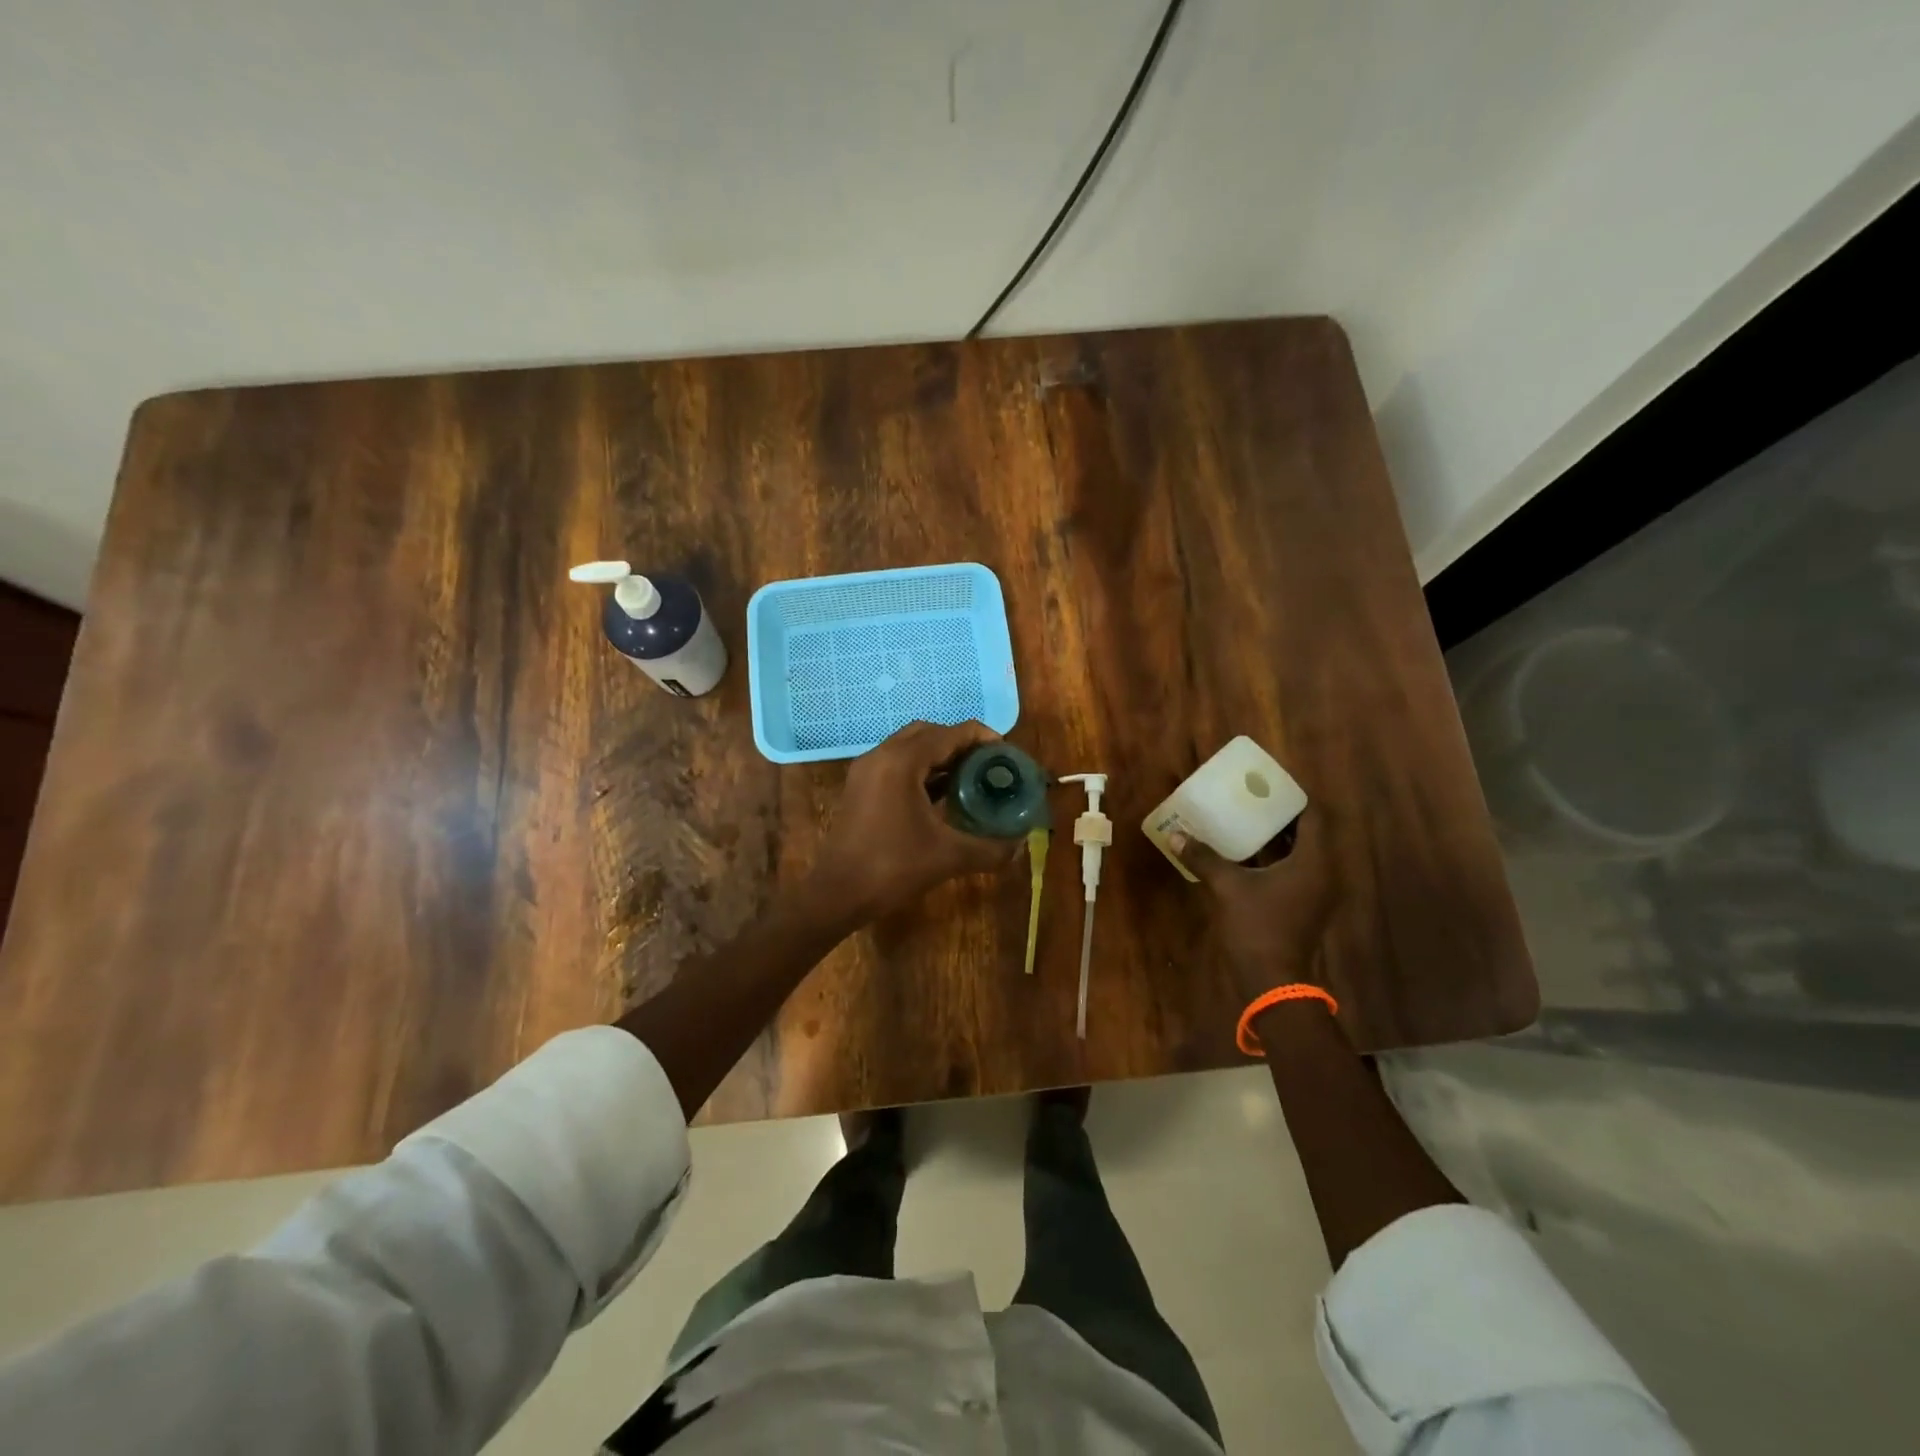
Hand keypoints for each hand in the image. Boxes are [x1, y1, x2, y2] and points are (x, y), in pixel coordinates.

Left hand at [806, 720, 1022, 925]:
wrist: (837, 893)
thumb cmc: (892, 867)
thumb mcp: (948, 857)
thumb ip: (990, 848)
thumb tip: (1020, 845)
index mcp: (903, 761)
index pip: (951, 733)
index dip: (983, 738)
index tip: (1006, 755)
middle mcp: (882, 755)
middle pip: (929, 732)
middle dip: (961, 744)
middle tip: (988, 765)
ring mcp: (867, 770)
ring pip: (911, 747)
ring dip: (941, 756)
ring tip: (971, 778)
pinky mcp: (860, 786)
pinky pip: (897, 764)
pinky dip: (922, 770)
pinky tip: (942, 795)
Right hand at [1172, 813, 1339, 1005]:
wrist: (1273, 981)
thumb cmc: (1257, 928)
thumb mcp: (1228, 888)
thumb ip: (1205, 858)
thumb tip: (1176, 835)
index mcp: (1315, 862)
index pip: (1315, 816)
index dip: (1294, 797)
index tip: (1268, 784)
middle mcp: (1324, 873)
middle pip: (1310, 832)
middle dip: (1282, 814)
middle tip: (1252, 797)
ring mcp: (1316, 892)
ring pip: (1302, 852)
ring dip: (1278, 836)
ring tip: (1247, 818)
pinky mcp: (1304, 905)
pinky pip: (1295, 870)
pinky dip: (1276, 857)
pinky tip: (1247, 852)